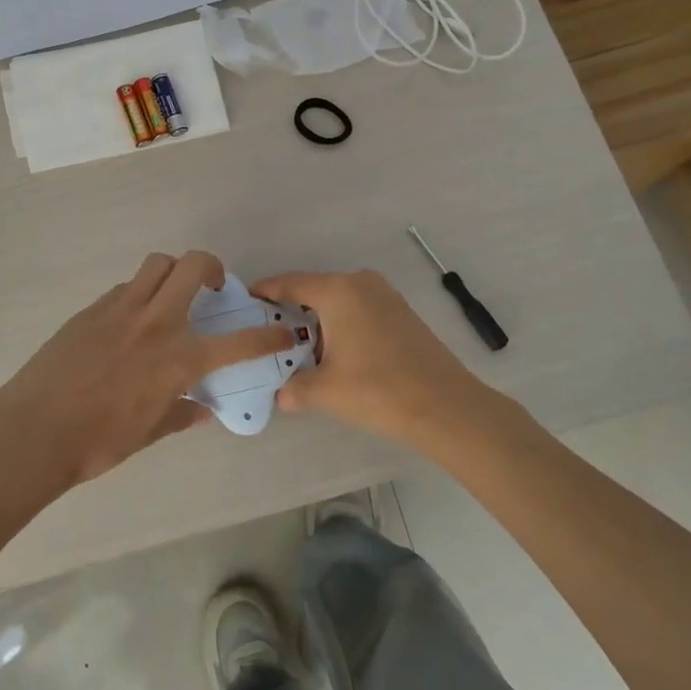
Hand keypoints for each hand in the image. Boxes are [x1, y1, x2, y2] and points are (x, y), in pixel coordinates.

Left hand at [0, 251, 293, 494]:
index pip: (239, 343)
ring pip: (157, 265)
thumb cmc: (97, 442)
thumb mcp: (148, 432)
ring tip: (170, 296)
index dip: (268, 337)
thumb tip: (200, 408)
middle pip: (193, 266)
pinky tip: (129, 323)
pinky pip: (126, 288)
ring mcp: (121, 310)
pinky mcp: (92, 309)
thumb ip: (180, 413)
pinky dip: (139, 294)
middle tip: (212, 288)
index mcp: (178, 358)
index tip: (284, 333)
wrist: (34, 431)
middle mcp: (156, 323)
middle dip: (213, 268)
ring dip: (173, 272)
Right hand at [249, 269, 491, 448]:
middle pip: (314, 289)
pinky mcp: (401, 312)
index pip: (290, 283)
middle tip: (267, 331)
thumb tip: (282, 395)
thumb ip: (295, 388)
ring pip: (338, 300)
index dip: (265, 291)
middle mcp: (361, 283)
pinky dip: (341, 324)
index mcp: (338, 290)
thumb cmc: (378, 390)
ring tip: (298, 346)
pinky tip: (335, 351)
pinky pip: (358, 309)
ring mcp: (385, 295)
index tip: (245, 301)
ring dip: (318, 319)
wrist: (446, 407)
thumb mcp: (326, 391)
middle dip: (290, 309)